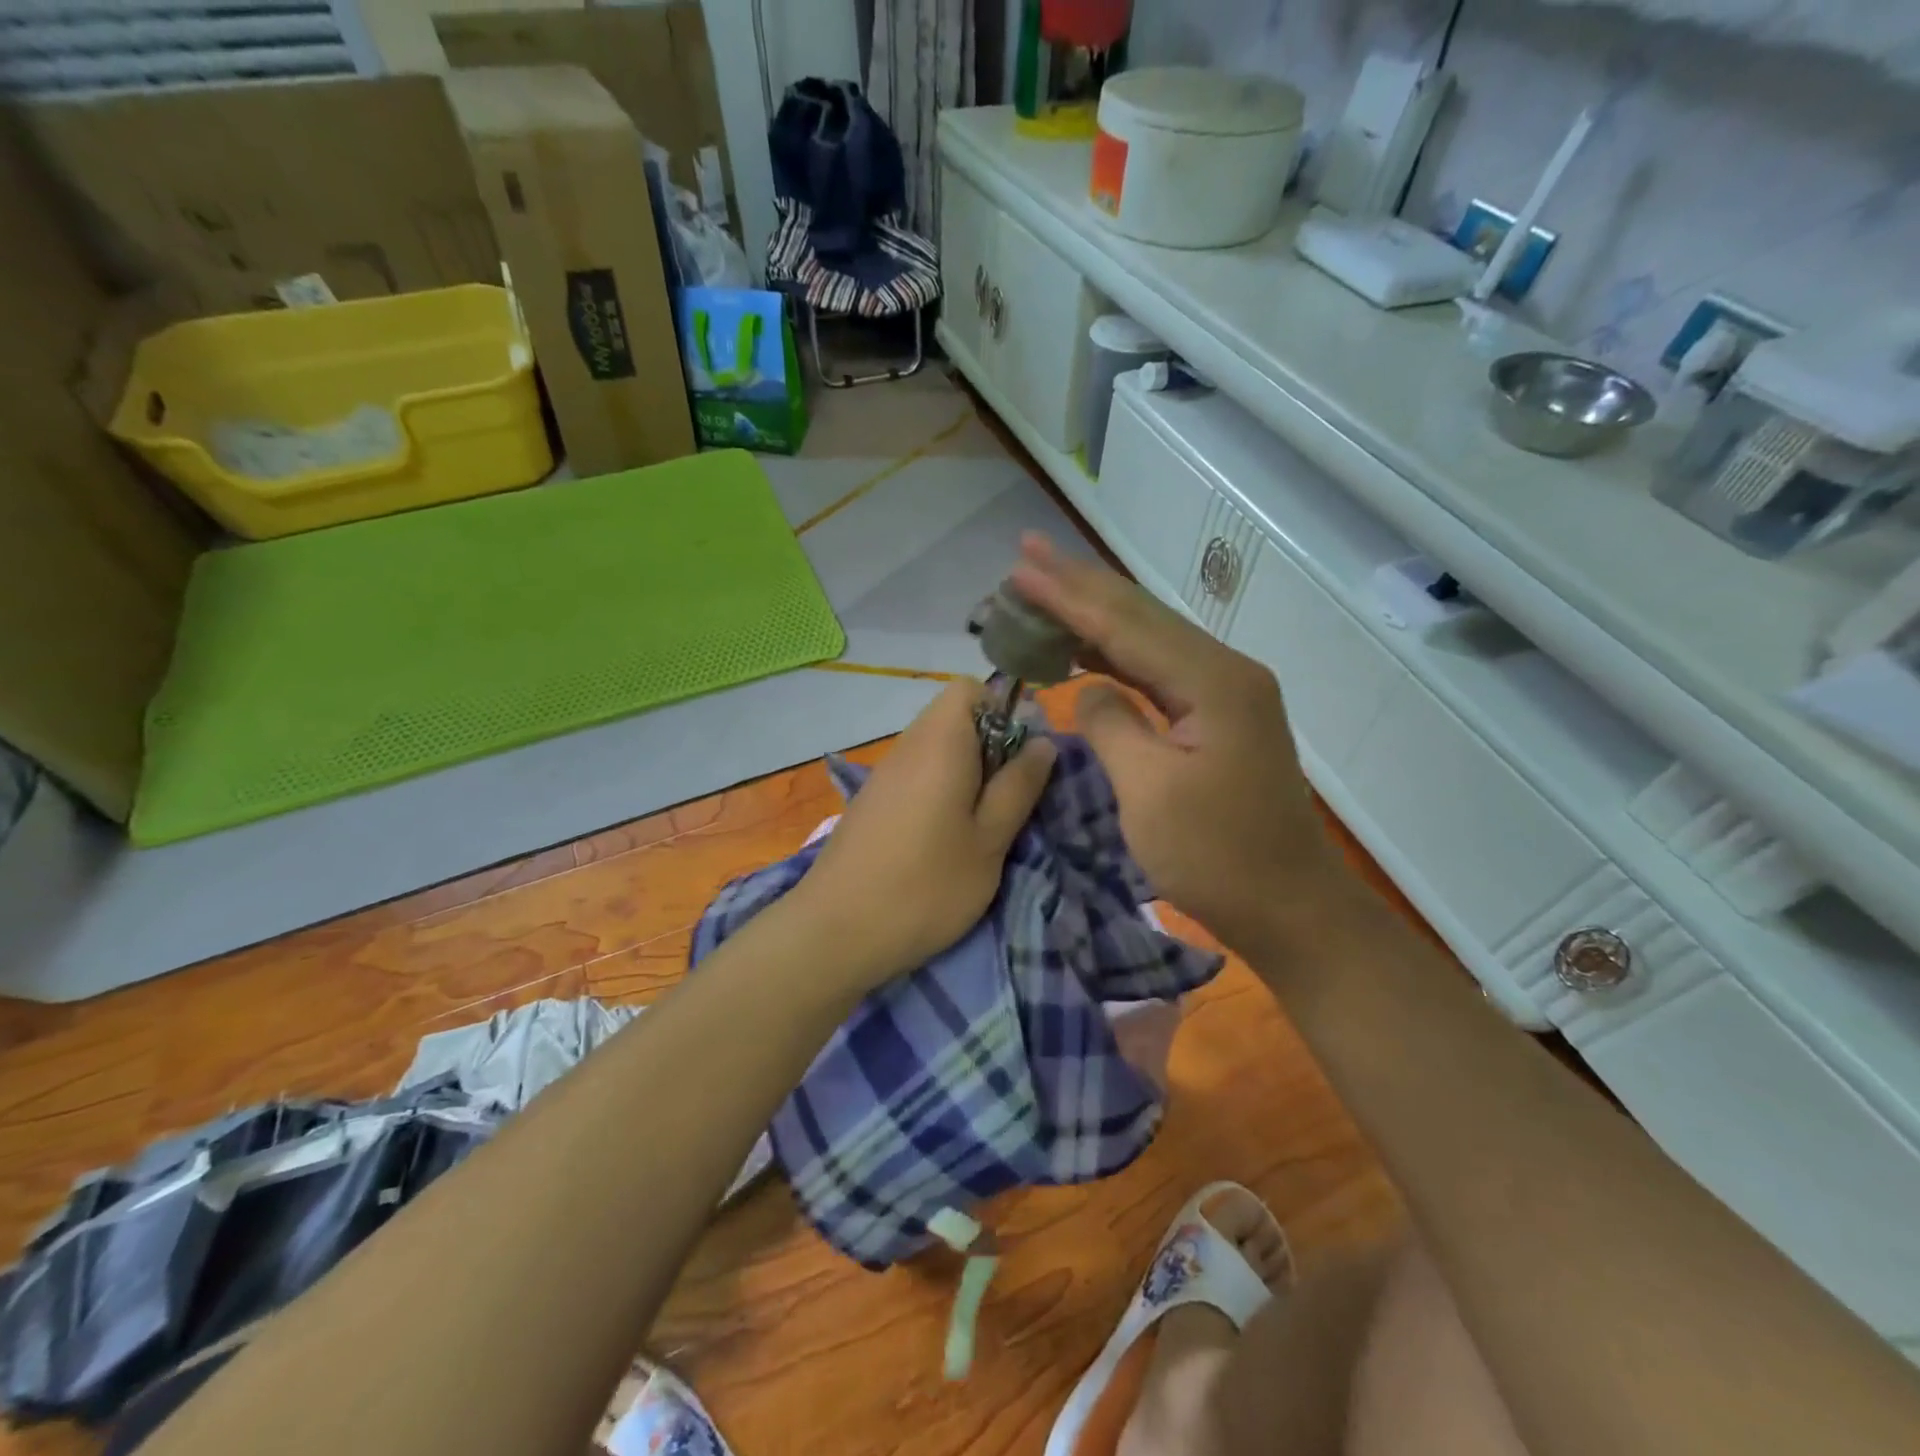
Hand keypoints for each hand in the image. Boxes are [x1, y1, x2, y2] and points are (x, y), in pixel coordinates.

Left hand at [787, 679, 1056, 991]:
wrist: (835, 932)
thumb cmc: (926, 886)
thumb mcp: (989, 841)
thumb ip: (1019, 787)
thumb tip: (1043, 743)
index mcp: (940, 742)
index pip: (970, 688)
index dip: (1004, 710)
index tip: (1022, 757)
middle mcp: (908, 746)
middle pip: (955, 719)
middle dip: (991, 749)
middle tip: (1008, 800)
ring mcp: (884, 775)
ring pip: (936, 751)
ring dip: (966, 775)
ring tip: (981, 827)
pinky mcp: (872, 803)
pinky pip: (916, 776)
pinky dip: (939, 794)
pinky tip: (943, 841)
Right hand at [1009, 534, 1336, 954]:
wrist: (1288, 906)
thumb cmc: (1217, 857)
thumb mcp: (1150, 793)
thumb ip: (1112, 724)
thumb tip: (1089, 688)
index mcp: (1213, 682)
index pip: (1126, 625)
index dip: (1068, 596)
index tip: (1020, 568)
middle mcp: (1224, 672)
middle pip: (1141, 616)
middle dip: (1081, 584)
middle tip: (1028, 553)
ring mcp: (1224, 694)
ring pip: (1149, 640)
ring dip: (1095, 615)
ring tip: (1046, 588)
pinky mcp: (1217, 718)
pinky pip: (1157, 672)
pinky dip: (1115, 656)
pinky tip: (1087, 649)